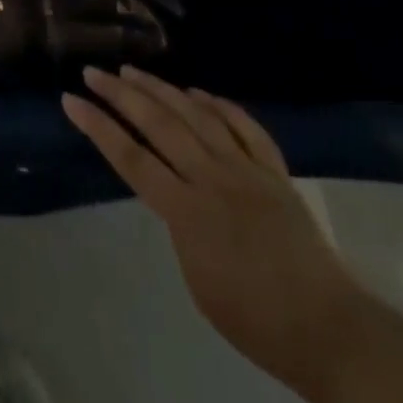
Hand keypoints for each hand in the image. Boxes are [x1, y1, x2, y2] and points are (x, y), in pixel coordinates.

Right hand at [63, 66, 369, 396]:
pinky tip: (198, 93)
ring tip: (133, 71)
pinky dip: (218, 105)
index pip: (131, 158)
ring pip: (196, 114)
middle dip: (121, 94)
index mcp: (188, 213)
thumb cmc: (256, 322)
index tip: (71, 100)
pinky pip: (243, 126)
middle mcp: (213, 179)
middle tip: (94, 72)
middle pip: (158, 124)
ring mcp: (246, 169)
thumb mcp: (198, 280)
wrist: (331, 331)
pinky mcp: (275, 171)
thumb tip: (173, 192)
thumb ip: (179, 226)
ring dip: (161, 89)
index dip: (98, 127)